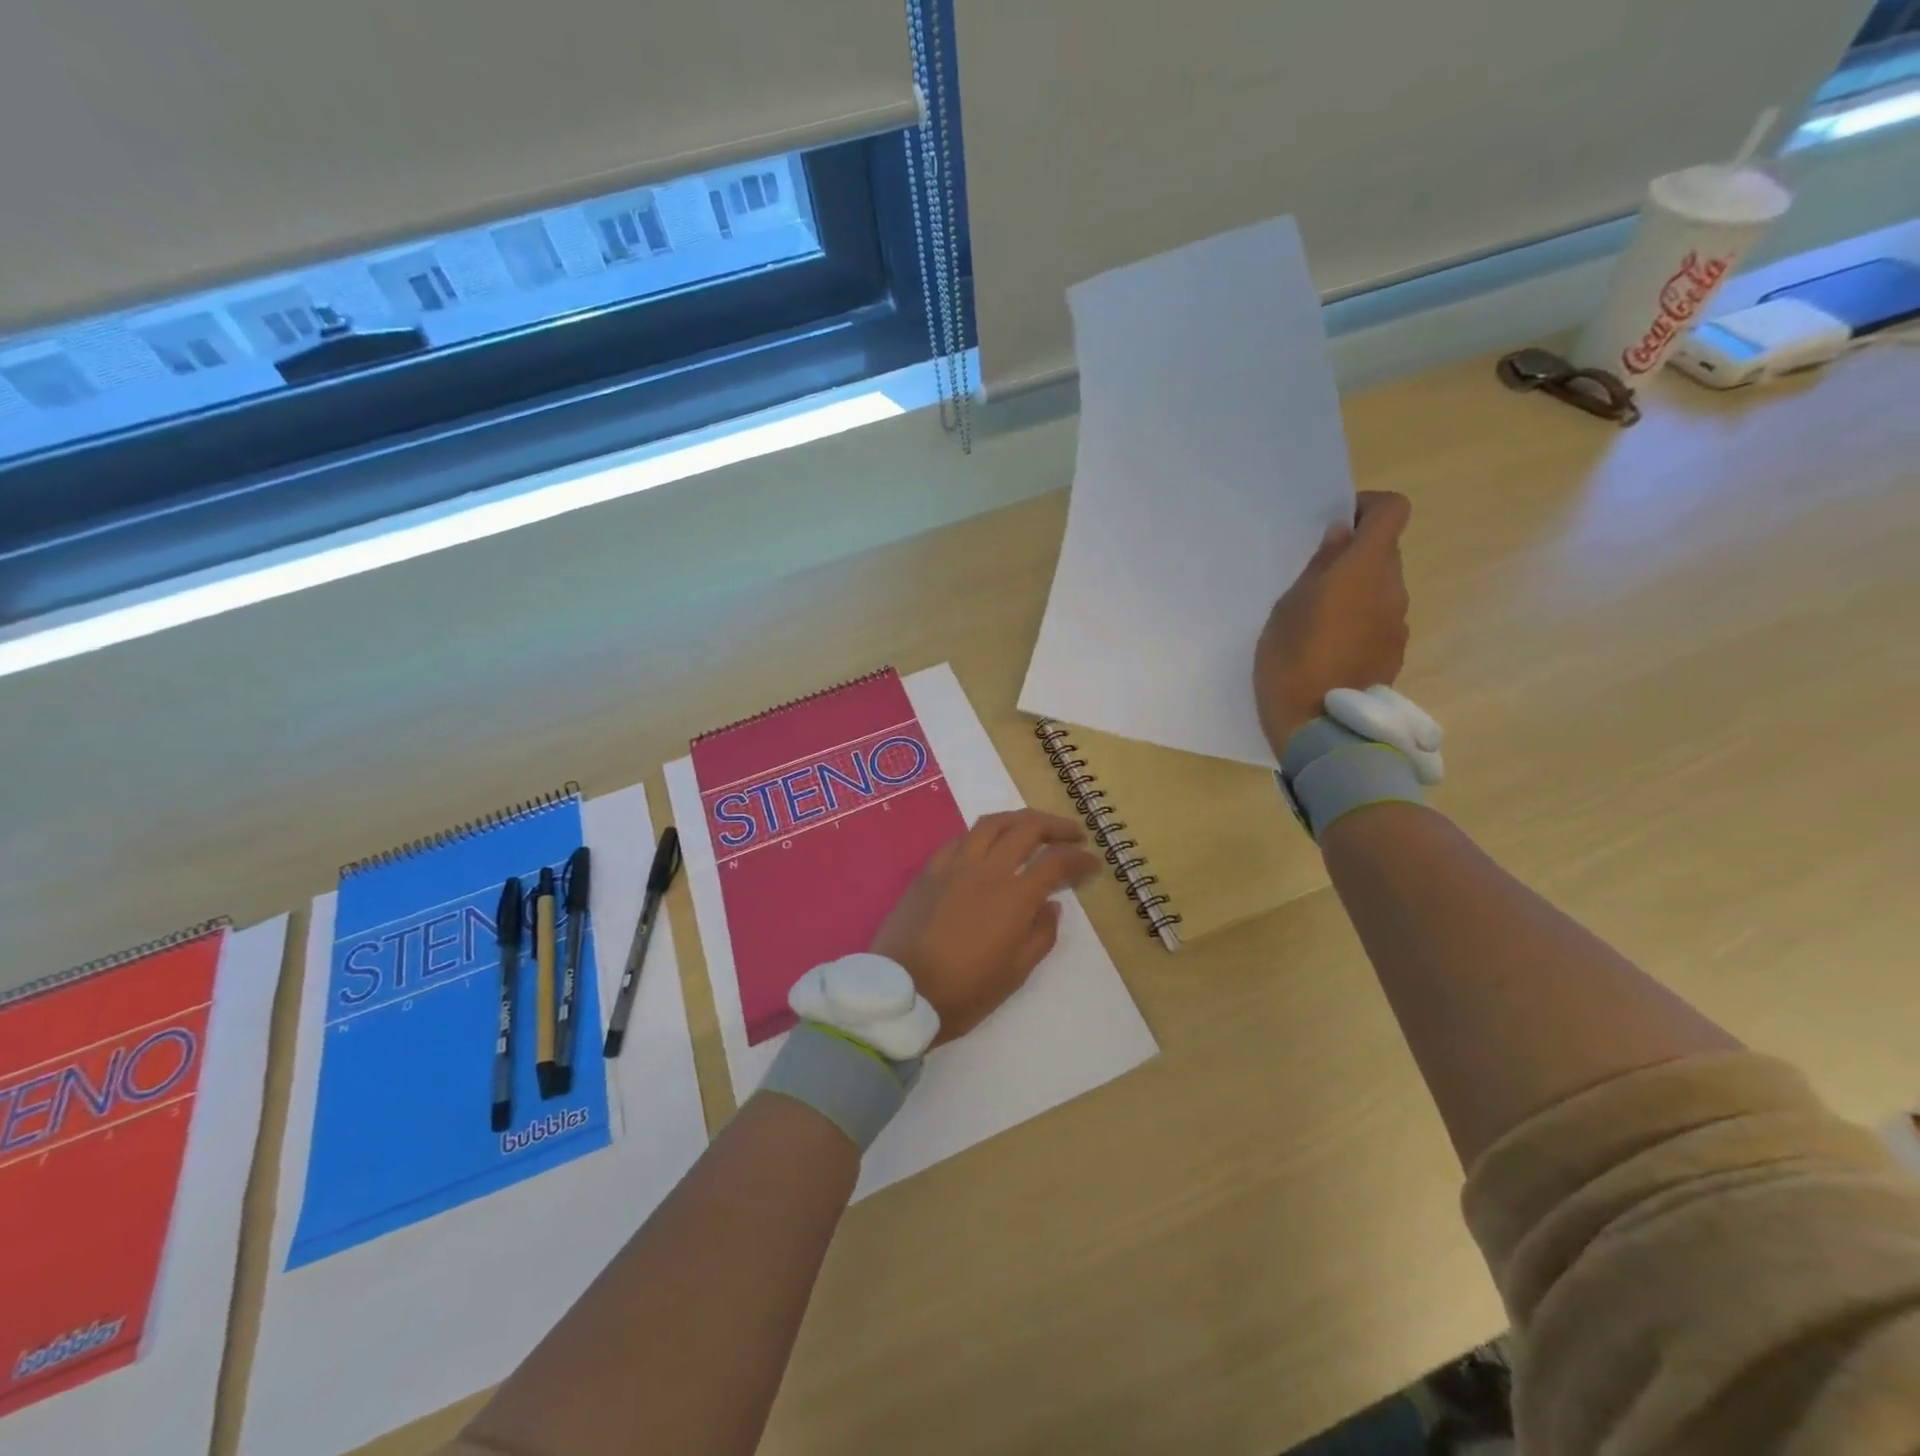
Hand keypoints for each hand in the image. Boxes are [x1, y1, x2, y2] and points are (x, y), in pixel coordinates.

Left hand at [871, 810, 1099, 1044]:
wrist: (901, 992)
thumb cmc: (963, 992)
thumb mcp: (1014, 974)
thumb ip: (1040, 936)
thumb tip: (1052, 906)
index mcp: (1013, 897)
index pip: (1056, 863)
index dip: (1079, 859)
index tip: (1093, 863)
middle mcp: (986, 870)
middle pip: (1026, 828)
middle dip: (1055, 826)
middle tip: (1072, 834)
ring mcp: (954, 865)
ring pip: (991, 823)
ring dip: (1019, 819)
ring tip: (1033, 827)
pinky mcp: (928, 870)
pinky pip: (960, 839)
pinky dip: (982, 834)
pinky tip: (987, 844)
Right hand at [1254, 490, 1412, 756]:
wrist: (1316, 725)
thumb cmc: (1290, 658)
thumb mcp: (1289, 605)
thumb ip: (1320, 566)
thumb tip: (1342, 536)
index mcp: (1364, 568)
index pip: (1392, 511)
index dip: (1369, 508)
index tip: (1338, 524)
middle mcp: (1392, 589)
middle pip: (1386, 552)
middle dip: (1356, 555)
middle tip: (1315, 578)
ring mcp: (1397, 623)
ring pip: (1382, 589)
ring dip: (1358, 591)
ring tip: (1319, 619)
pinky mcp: (1394, 652)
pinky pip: (1381, 621)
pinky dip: (1361, 621)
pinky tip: (1331, 648)